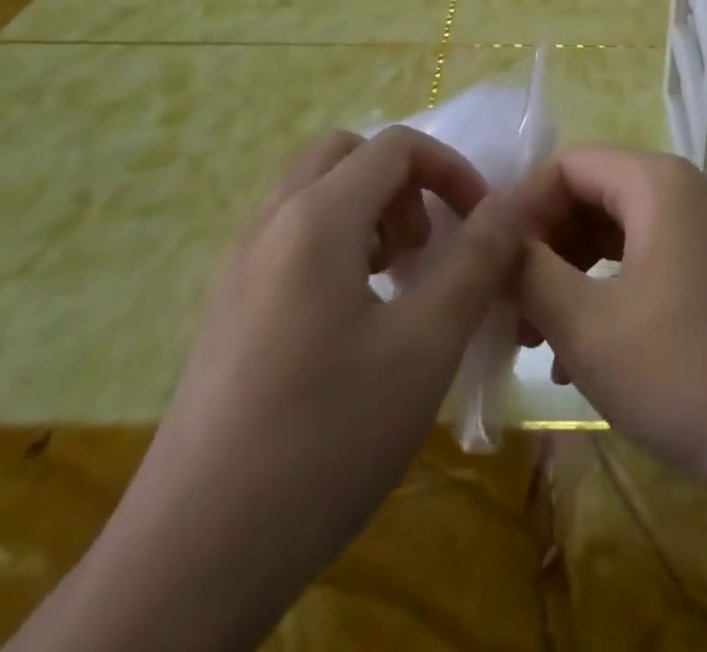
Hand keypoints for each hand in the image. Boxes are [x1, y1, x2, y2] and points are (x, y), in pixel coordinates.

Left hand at [15, 126, 526, 651]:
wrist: (192, 560)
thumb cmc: (325, 439)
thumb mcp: (425, 346)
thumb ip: (477, 260)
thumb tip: (514, 201)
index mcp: (316, 217)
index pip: (396, 145)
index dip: (451, 170)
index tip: (482, 225)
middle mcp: (269, 222)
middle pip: (347, 154)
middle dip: (403, 183)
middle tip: (428, 246)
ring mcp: (237, 265)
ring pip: (312, 193)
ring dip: (367, 210)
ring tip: (396, 281)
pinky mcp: (223, 307)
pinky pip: (287, 236)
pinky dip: (333, 242)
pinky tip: (350, 319)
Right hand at [520, 146, 706, 501]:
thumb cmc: (682, 371)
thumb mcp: (585, 325)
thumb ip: (528, 272)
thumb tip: (496, 241)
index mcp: (656, 182)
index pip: (568, 166)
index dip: (524, 209)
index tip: (498, 265)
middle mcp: (687, 190)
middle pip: (593, 195)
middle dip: (547, 248)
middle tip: (514, 307)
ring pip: (619, 232)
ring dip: (574, 276)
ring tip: (540, 339)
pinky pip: (650, 258)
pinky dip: (611, 291)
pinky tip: (587, 354)